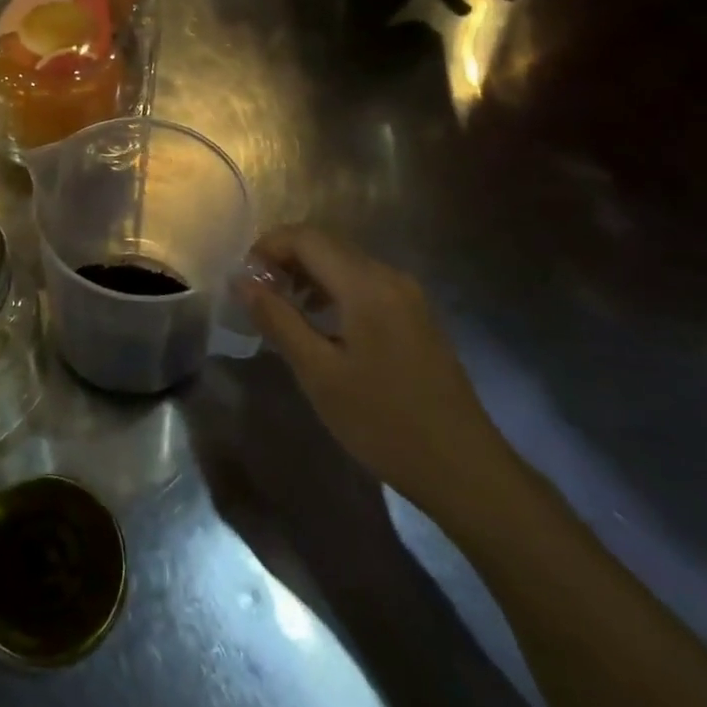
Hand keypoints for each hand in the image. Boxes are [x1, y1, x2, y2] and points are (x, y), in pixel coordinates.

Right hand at [241, 225, 519, 519]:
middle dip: (285, 260)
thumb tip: (241, 281)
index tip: (243, 279)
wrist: (464, 469)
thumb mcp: (319, 373)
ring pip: (345, 263)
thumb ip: (277, 319)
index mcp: (366, 284)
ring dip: (307, 275)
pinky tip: (319, 326)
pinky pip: (364, 284)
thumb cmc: (384, 422)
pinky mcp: (416, 316)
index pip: (306, 237)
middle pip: (326, 244)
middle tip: (256, 295)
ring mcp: (408, 295)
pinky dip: (332, 290)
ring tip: (280, 311)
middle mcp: (389, 276)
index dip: (268, 247)